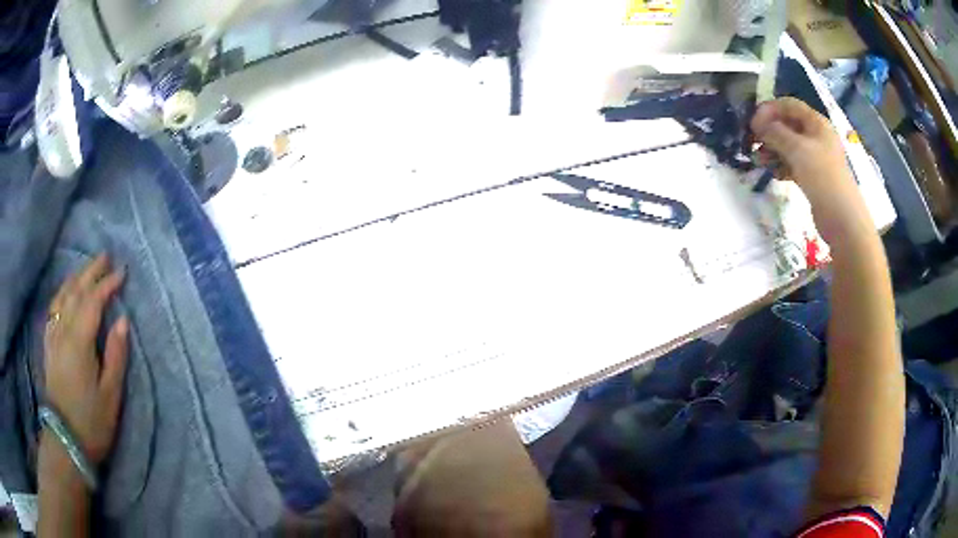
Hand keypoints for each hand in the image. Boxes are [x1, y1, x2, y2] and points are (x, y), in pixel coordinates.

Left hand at [44, 254, 128, 465]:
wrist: (65, 440)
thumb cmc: (91, 421)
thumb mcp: (110, 395)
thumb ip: (116, 356)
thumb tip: (122, 320)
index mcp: (79, 341)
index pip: (93, 301)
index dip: (107, 284)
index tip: (122, 272)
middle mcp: (63, 331)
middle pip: (75, 291)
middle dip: (90, 272)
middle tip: (105, 257)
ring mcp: (53, 337)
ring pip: (62, 296)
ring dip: (75, 278)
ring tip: (86, 269)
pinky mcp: (48, 346)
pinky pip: (53, 309)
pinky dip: (62, 294)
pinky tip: (65, 294)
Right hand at [751, 97, 871, 244]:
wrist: (842, 219)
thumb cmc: (823, 176)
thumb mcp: (797, 149)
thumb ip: (776, 132)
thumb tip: (757, 123)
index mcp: (817, 123)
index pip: (789, 105)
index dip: (770, 109)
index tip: (752, 122)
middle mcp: (816, 137)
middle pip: (788, 125)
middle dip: (769, 131)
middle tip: (752, 142)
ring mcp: (815, 158)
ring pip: (789, 146)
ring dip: (772, 150)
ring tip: (759, 161)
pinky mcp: (813, 176)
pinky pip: (793, 164)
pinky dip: (781, 166)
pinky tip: (773, 174)